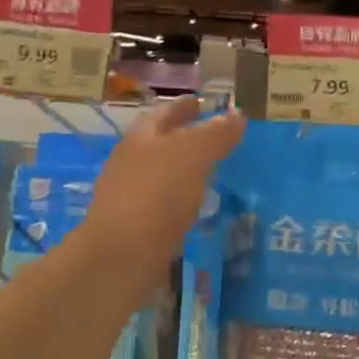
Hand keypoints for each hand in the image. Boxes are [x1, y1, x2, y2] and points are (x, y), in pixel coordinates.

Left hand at [81, 96, 244, 282]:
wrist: (121, 256)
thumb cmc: (156, 195)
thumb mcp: (192, 155)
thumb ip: (215, 134)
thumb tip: (236, 114)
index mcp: (140, 139)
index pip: (163, 114)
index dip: (183, 107)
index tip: (202, 103)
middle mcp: (129, 165)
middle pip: (157, 144)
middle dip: (182, 138)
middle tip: (212, 139)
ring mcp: (128, 198)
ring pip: (159, 176)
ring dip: (181, 172)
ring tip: (209, 174)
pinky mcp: (134, 230)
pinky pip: (161, 207)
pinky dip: (178, 202)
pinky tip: (194, 210)